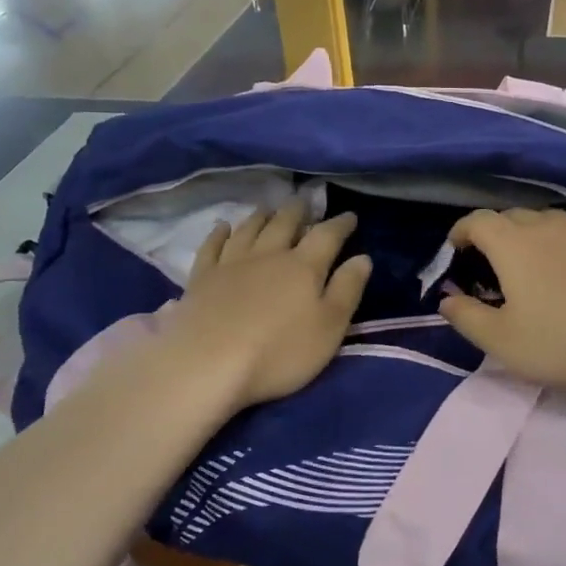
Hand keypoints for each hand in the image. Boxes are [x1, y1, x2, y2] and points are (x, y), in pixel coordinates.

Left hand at [164, 201, 372, 409]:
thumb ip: (347, 290)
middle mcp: (268, 255)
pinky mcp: (202, 277)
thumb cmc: (279, 351)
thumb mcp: (329, 327)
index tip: (349, 216)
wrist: (208, 363)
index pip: (327, 236)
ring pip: (249, 229)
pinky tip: (223, 227)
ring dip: (262, 216)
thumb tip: (363, 257)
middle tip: (304, 201)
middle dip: (298, 211)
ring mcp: (231, 263)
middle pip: (284, 223)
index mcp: (303, 267)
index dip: (340, 224)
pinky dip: (219, 234)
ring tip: (269, 208)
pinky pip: (212, 246)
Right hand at [436, 209, 565, 389]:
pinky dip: (560, 245)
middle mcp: (545, 226)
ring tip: (530, 264)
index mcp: (512, 243)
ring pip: (545, 221)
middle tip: (489, 263)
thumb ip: (467, 318)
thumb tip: (446, 300)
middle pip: (511, 216)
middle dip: (493, 233)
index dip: (460, 231)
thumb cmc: (564, 339)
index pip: (477, 220)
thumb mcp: (503, 341)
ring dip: (529, 235)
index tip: (454, 249)